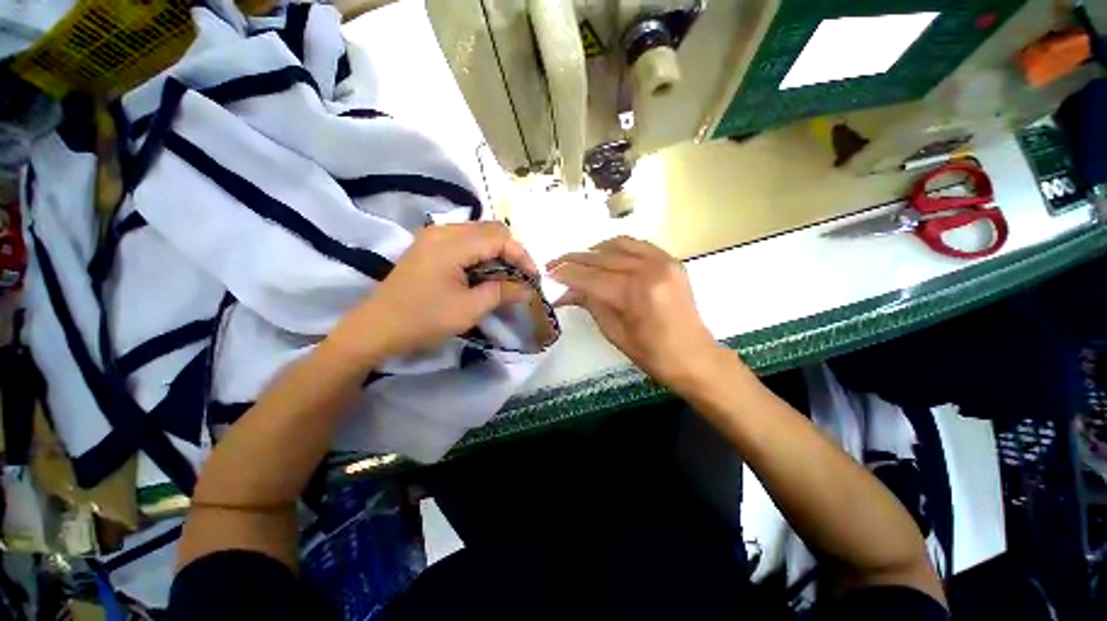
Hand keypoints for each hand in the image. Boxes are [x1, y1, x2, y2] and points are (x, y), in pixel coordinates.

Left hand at [330, 222, 536, 362]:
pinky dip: (482, 254)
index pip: (500, 237)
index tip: (533, 279)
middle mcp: (443, 231)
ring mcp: (433, 236)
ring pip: (479, 233)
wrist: (377, 328)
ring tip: (507, 277)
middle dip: (512, 252)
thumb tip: (528, 288)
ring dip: (498, 252)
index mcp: (452, 244)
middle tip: (521, 278)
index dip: (522, 256)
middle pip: (491, 230)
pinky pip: (465, 241)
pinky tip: (485, 273)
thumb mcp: (469, 309)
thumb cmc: (424, 319)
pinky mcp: (429, 246)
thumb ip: (502, 292)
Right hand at [548, 236, 728, 392]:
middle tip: (555, 264)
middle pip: (601, 258)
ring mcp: (663, 262)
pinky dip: (617, 248)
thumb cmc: (653, 354)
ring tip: (579, 261)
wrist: (694, 356)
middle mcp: (649, 270)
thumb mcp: (614, 333)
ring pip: (618, 244)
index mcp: (634, 293)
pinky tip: (606, 256)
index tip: (547, 272)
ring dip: (594, 251)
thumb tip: (566, 292)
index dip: (566, 274)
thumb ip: (590, 304)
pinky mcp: (671, 261)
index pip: (590, 277)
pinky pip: (638, 245)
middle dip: (574, 260)